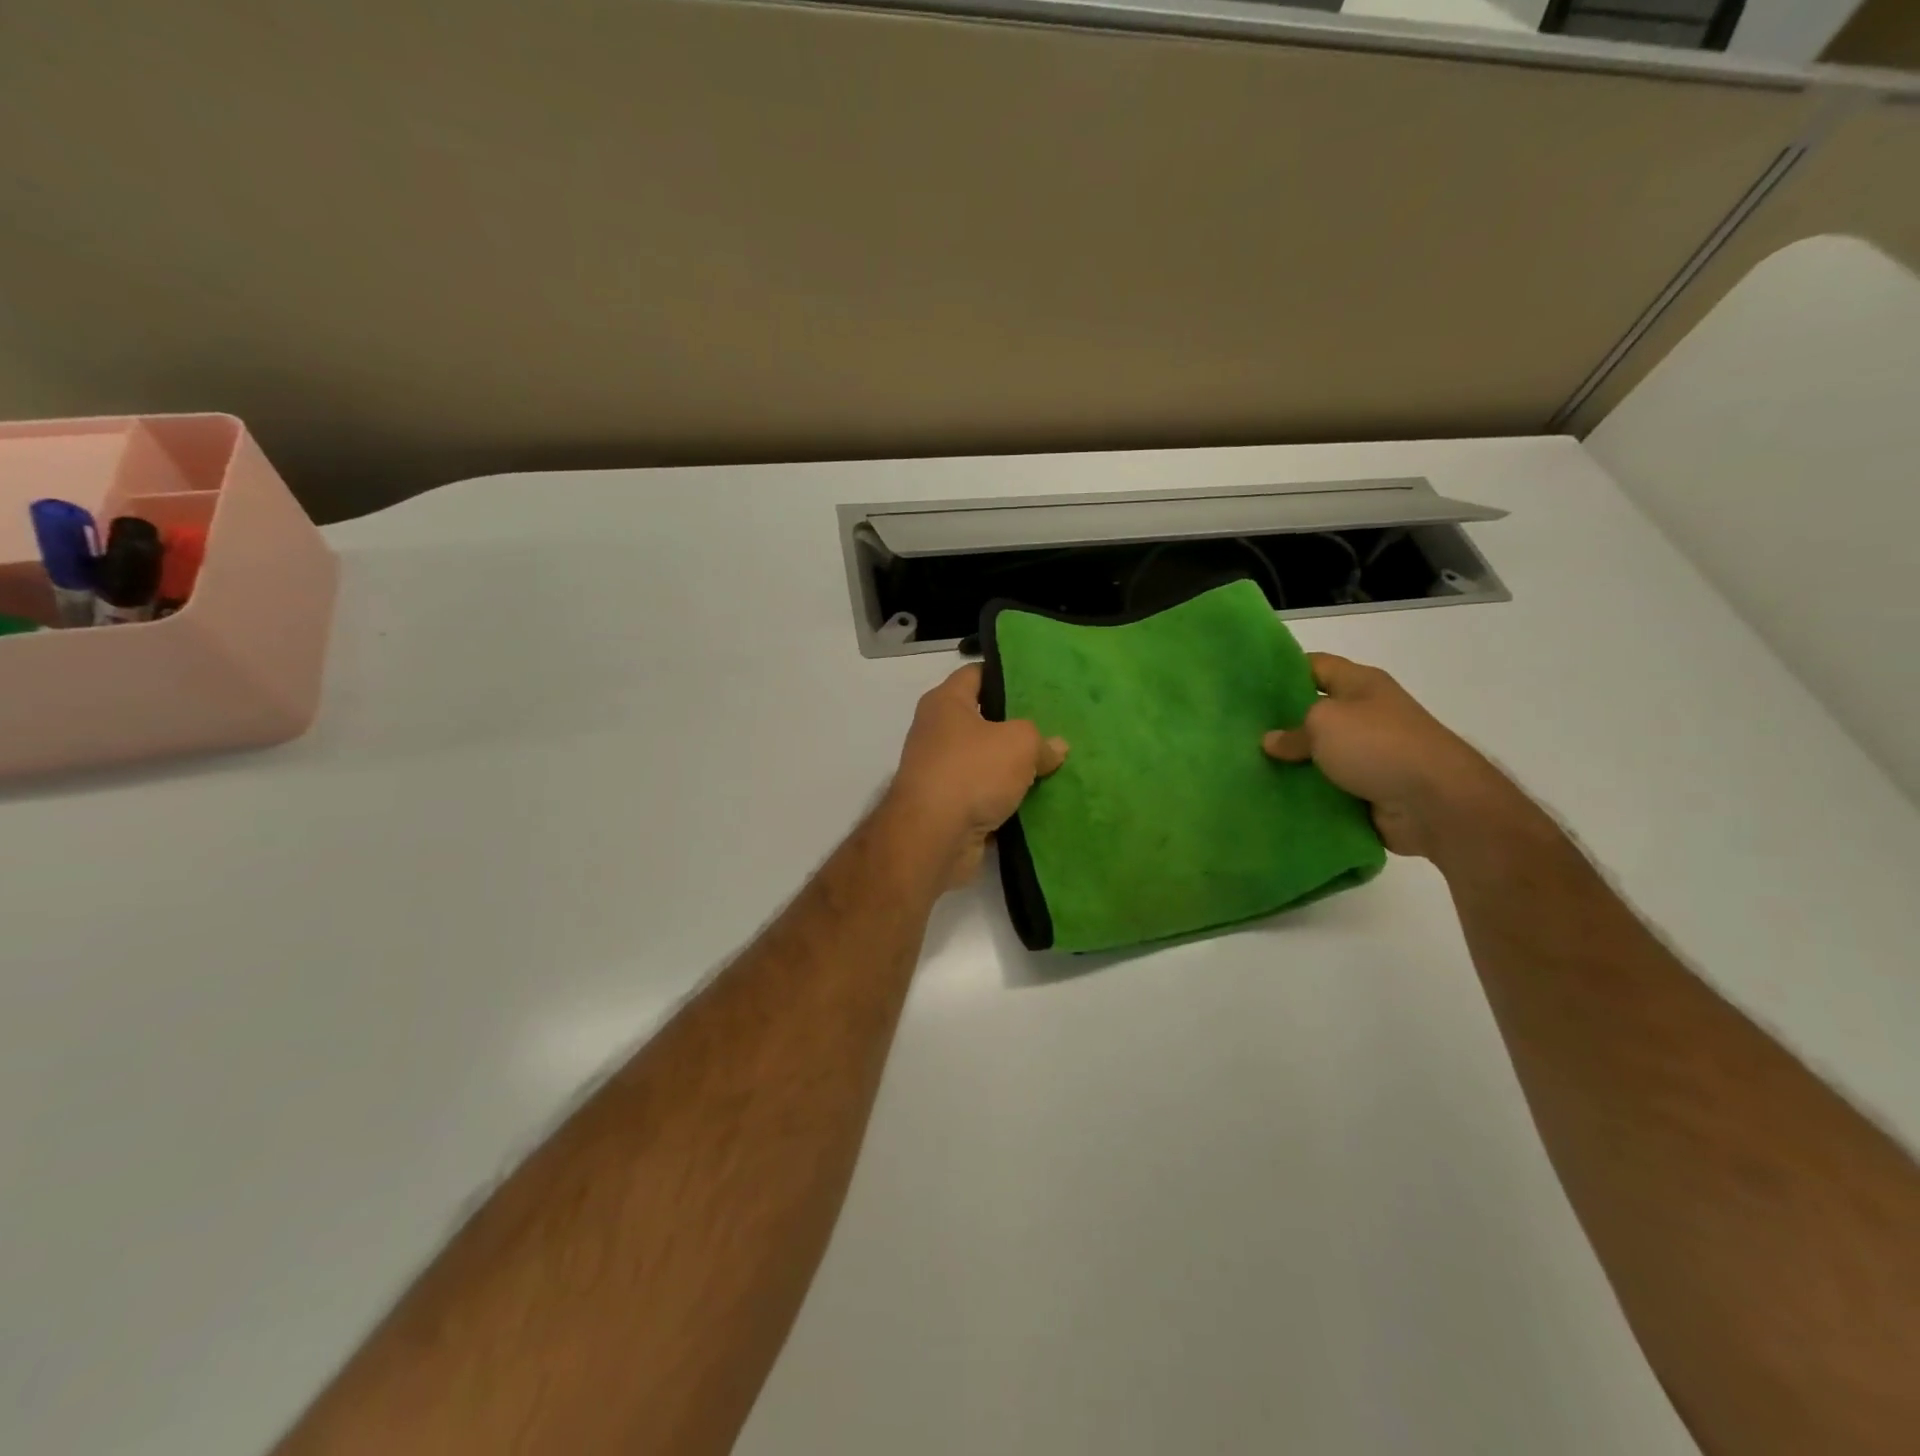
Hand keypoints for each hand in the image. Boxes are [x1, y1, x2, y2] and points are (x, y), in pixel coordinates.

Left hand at [888, 664, 1067, 887]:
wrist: (934, 837)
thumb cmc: (972, 772)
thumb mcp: (1019, 743)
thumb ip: (1041, 740)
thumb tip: (1057, 747)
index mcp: (945, 703)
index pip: (975, 674)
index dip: (1004, 674)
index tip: (1035, 682)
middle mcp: (936, 732)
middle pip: (981, 720)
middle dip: (1014, 725)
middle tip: (1053, 725)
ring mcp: (939, 772)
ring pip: (984, 760)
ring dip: (1011, 766)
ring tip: (1051, 762)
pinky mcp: (947, 807)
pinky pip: (983, 794)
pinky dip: (1004, 798)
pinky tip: (1035, 799)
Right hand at [1262, 653, 1516, 859]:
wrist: (1436, 803)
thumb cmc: (1378, 745)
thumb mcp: (1324, 723)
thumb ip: (1292, 732)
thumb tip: (1271, 741)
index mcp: (1361, 684)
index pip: (1315, 666)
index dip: (1282, 670)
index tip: (1246, 684)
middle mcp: (1366, 714)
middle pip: (1314, 712)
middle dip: (1280, 722)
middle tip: (1239, 731)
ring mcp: (1369, 754)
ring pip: (1318, 754)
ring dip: (1291, 763)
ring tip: (1247, 766)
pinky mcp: (1368, 789)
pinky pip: (1327, 787)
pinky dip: (1306, 792)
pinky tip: (1273, 795)